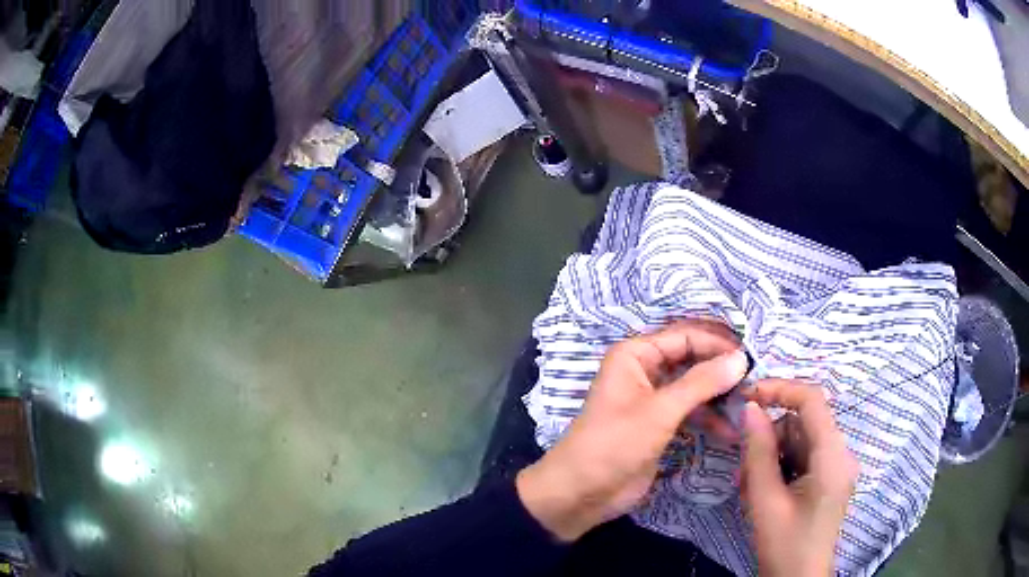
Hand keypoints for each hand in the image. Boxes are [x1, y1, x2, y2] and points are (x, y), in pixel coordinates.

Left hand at [516, 320, 747, 541]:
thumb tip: (741, 358)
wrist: (582, 493)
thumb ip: (701, 383)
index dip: (718, 344)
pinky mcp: (659, 424)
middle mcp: (645, 370)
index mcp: (636, 355)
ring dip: (719, 396)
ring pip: (694, 387)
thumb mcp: (659, 411)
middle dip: (721, 369)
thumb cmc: (615, 444)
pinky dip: (709, 418)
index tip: (752, 357)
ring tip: (748, 406)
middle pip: (692, 359)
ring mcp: (653, 398)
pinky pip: (690, 411)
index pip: (685, 336)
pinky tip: (731, 431)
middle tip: (755, 380)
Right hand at [741, 379, 859, 576]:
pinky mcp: (828, 479)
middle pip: (803, 424)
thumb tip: (750, 409)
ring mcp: (835, 467)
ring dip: (771, 457)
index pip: (812, 400)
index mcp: (833, 457)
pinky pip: (802, 458)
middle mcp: (840, 454)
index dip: (780, 389)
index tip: (746, 396)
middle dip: (770, 439)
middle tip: (742, 470)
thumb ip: (758, 453)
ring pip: (799, 441)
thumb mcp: (765, 502)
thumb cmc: (785, 546)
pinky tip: (764, 493)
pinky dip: (780, 468)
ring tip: (751, 490)